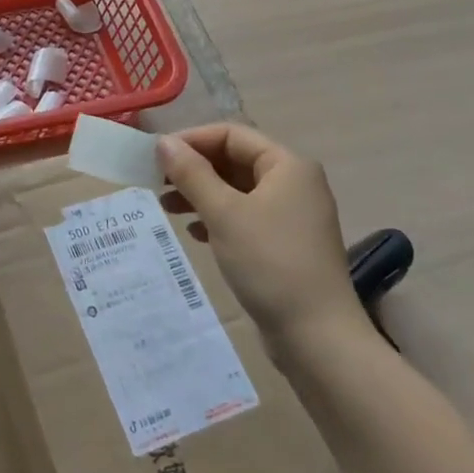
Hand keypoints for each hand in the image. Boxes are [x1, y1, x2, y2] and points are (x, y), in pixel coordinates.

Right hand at [157, 124, 368, 352]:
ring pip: (237, 190)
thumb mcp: (224, 213)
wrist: (317, 337)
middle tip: (155, 181)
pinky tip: (194, 233)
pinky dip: (217, 218)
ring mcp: (292, 215)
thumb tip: (163, 142)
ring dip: (201, 193)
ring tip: (166, 207)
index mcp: (287, 165)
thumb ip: (191, 173)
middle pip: (234, 160)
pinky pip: (245, 216)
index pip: (231, 134)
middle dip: (194, 168)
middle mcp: (293, 182)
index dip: (192, 140)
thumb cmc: (270, 262)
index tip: (156, 156)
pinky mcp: (285, 244)